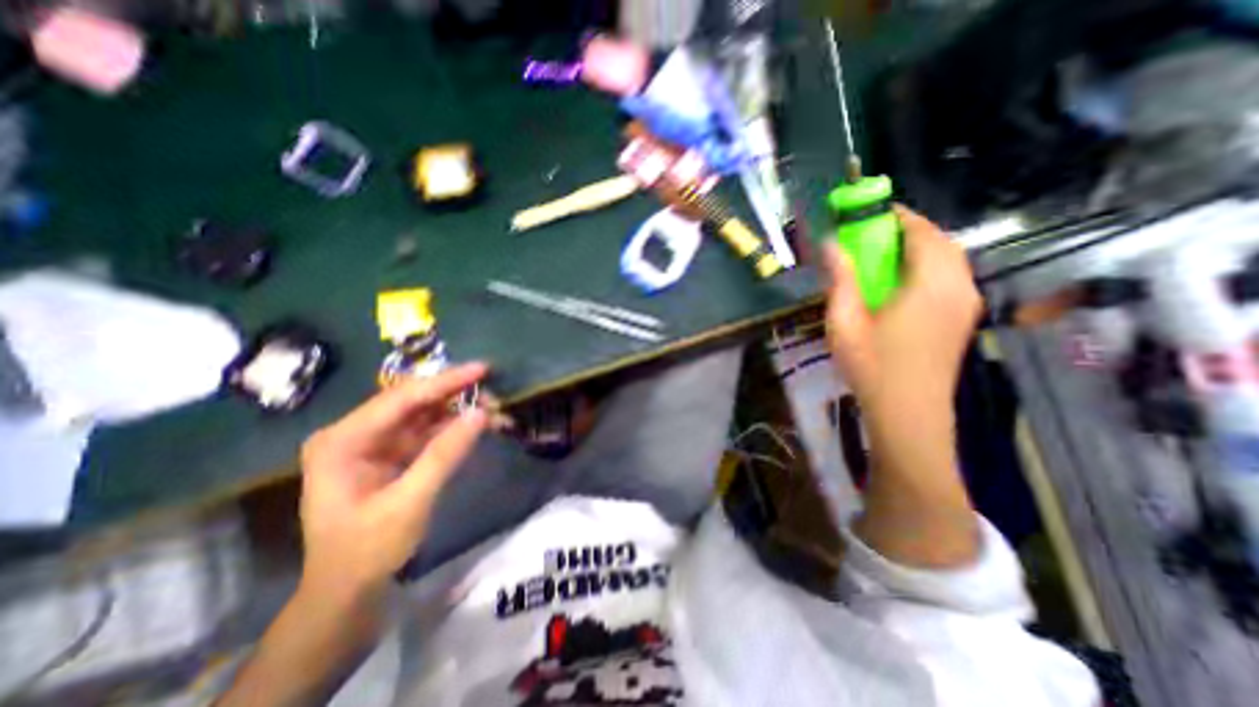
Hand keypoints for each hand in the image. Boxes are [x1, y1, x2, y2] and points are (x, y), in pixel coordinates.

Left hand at [297, 365, 488, 600]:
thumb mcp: (409, 502)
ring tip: (494, 408)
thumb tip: (481, 413)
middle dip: (454, 395)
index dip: (445, 382)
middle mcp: (355, 434)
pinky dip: (453, 428)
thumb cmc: (367, 551)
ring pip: (423, 415)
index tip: (482, 369)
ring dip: (458, 411)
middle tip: (493, 390)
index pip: (401, 399)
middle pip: (412, 402)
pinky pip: (426, 432)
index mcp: (343, 441)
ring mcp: (373, 444)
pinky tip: (478, 425)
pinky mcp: (391, 455)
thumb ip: (445, 454)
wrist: (346, 592)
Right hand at [827, 207, 982, 419]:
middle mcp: (959, 286)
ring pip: (950, 259)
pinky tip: (902, 283)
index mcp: (932, 283)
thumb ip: (841, 279)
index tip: (869, 212)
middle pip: (941, 242)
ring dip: (920, 248)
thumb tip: (833, 244)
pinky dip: (928, 267)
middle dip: (909, 230)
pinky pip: (951, 277)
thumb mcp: (845, 321)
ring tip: (885, 255)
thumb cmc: (872, 366)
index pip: (922, 232)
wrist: (908, 413)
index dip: (897, 216)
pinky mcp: (963, 318)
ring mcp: (967, 304)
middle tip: (873, 234)